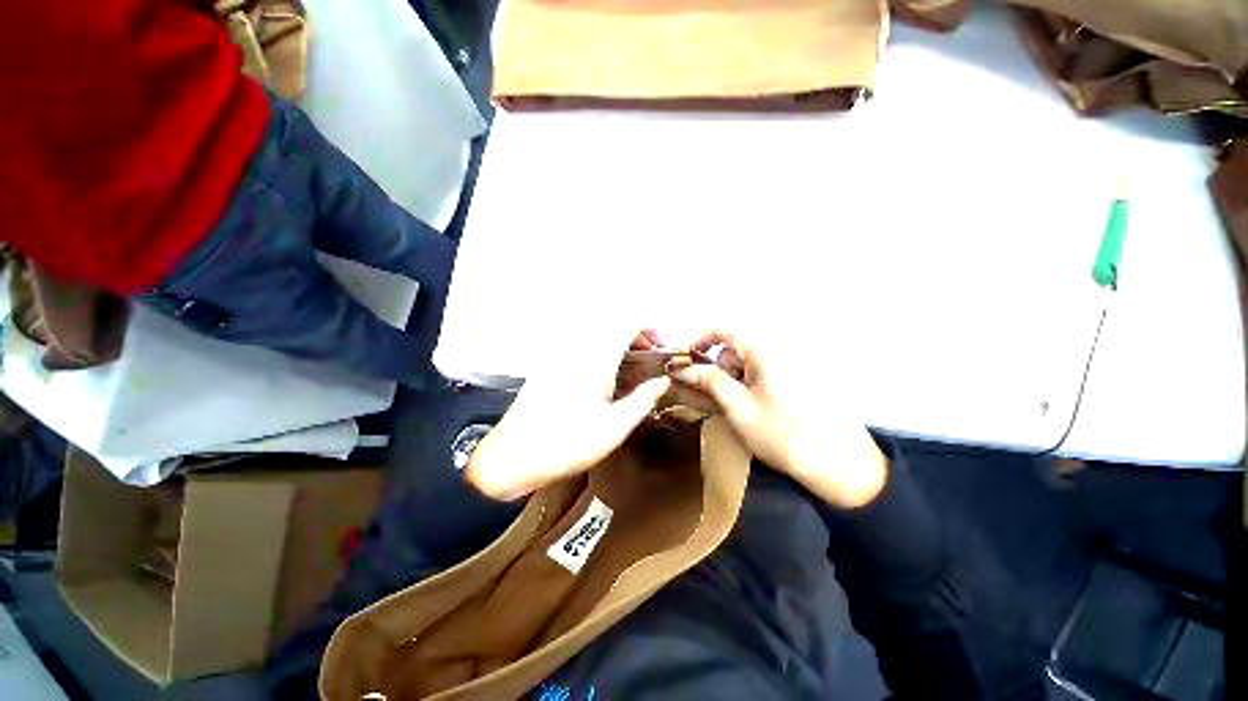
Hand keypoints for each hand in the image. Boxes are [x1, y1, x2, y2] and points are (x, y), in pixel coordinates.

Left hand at [466, 330, 670, 500]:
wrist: (514, 457)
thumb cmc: (568, 443)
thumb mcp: (615, 427)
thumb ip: (643, 399)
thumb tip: (663, 380)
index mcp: (595, 357)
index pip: (629, 321)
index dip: (652, 329)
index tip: (662, 351)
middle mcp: (577, 348)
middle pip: (615, 325)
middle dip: (638, 339)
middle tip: (650, 365)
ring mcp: (560, 355)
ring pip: (599, 336)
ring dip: (620, 346)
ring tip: (631, 374)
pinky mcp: (550, 366)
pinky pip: (584, 348)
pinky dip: (603, 354)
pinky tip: (605, 382)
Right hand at [667, 330, 888, 508]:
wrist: (840, 466)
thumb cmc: (782, 434)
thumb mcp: (738, 407)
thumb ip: (709, 381)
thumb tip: (681, 367)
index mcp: (764, 349)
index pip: (722, 329)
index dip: (697, 340)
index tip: (683, 361)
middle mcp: (779, 348)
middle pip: (734, 346)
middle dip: (717, 366)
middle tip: (712, 395)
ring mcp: (792, 362)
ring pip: (748, 360)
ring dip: (733, 378)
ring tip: (736, 407)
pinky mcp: (800, 377)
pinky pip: (764, 370)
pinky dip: (749, 383)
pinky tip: (754, 407)